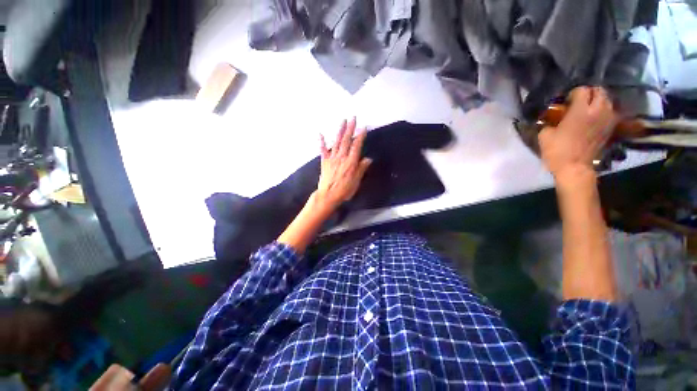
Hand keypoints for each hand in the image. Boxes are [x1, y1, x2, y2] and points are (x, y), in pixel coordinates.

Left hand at [316, 118, 371, 211]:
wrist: (328, 195)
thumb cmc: (344, 190)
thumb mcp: (356, 181)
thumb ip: (361, 169)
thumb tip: (368, 159)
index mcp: (351, 162)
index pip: (357, 146)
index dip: (360, 136)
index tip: (364, 127)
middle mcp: (341, 157)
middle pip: (347, 141)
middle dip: (350, 128)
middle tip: (353, 118)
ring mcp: (332, 158)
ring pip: (337, 142)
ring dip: (340, 131)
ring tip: (343, 121)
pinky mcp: (324, 161)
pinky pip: (323, 150)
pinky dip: (321, 142)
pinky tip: (320, 134)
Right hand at [538, 86, 617, 180]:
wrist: (574, 168)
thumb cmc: (557, 151)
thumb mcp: (545, 135)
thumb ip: (551, 122)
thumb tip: (553, 118)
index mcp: (580, 110)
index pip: (582, 90)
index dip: (573, 93)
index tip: (566, 101)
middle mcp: (597, 111)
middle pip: (599, 91)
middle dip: (590, 93)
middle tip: (579, 101)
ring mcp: (606, 119)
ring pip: (607, 101)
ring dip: (599, 101)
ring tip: (589, 108)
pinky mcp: (610, 128)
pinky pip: (610, 113)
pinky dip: (604, 112)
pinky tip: (595, 118)